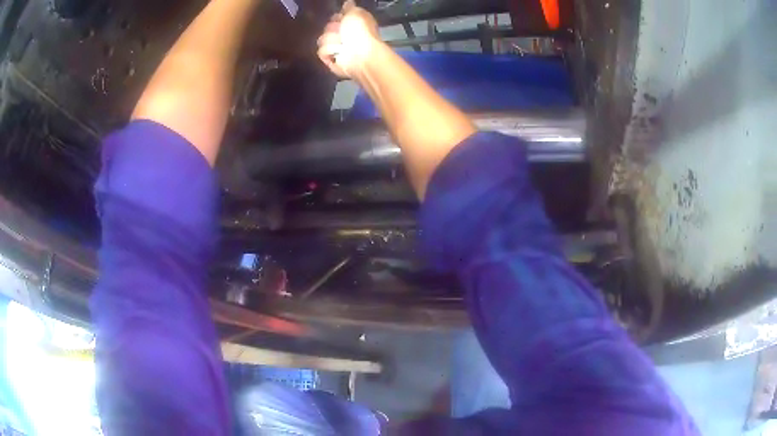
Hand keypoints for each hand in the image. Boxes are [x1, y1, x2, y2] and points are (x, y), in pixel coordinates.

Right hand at [317, 0, 379, 78]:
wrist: (361, 53)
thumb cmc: (361, 31)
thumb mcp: (356, 13)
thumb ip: (350, 7)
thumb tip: (348, 3)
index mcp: (352, 24)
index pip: (336, 17)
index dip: (338, 17)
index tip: (341, 18)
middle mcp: (344, 35)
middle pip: (327, 27)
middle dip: (333, 29)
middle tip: (342, 33)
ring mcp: (337, 48)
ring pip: (322, 39)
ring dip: (332, 40)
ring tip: (342, 44)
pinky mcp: (330, 59)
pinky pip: (321, 51)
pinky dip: (330, 51)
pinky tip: (338, 52)